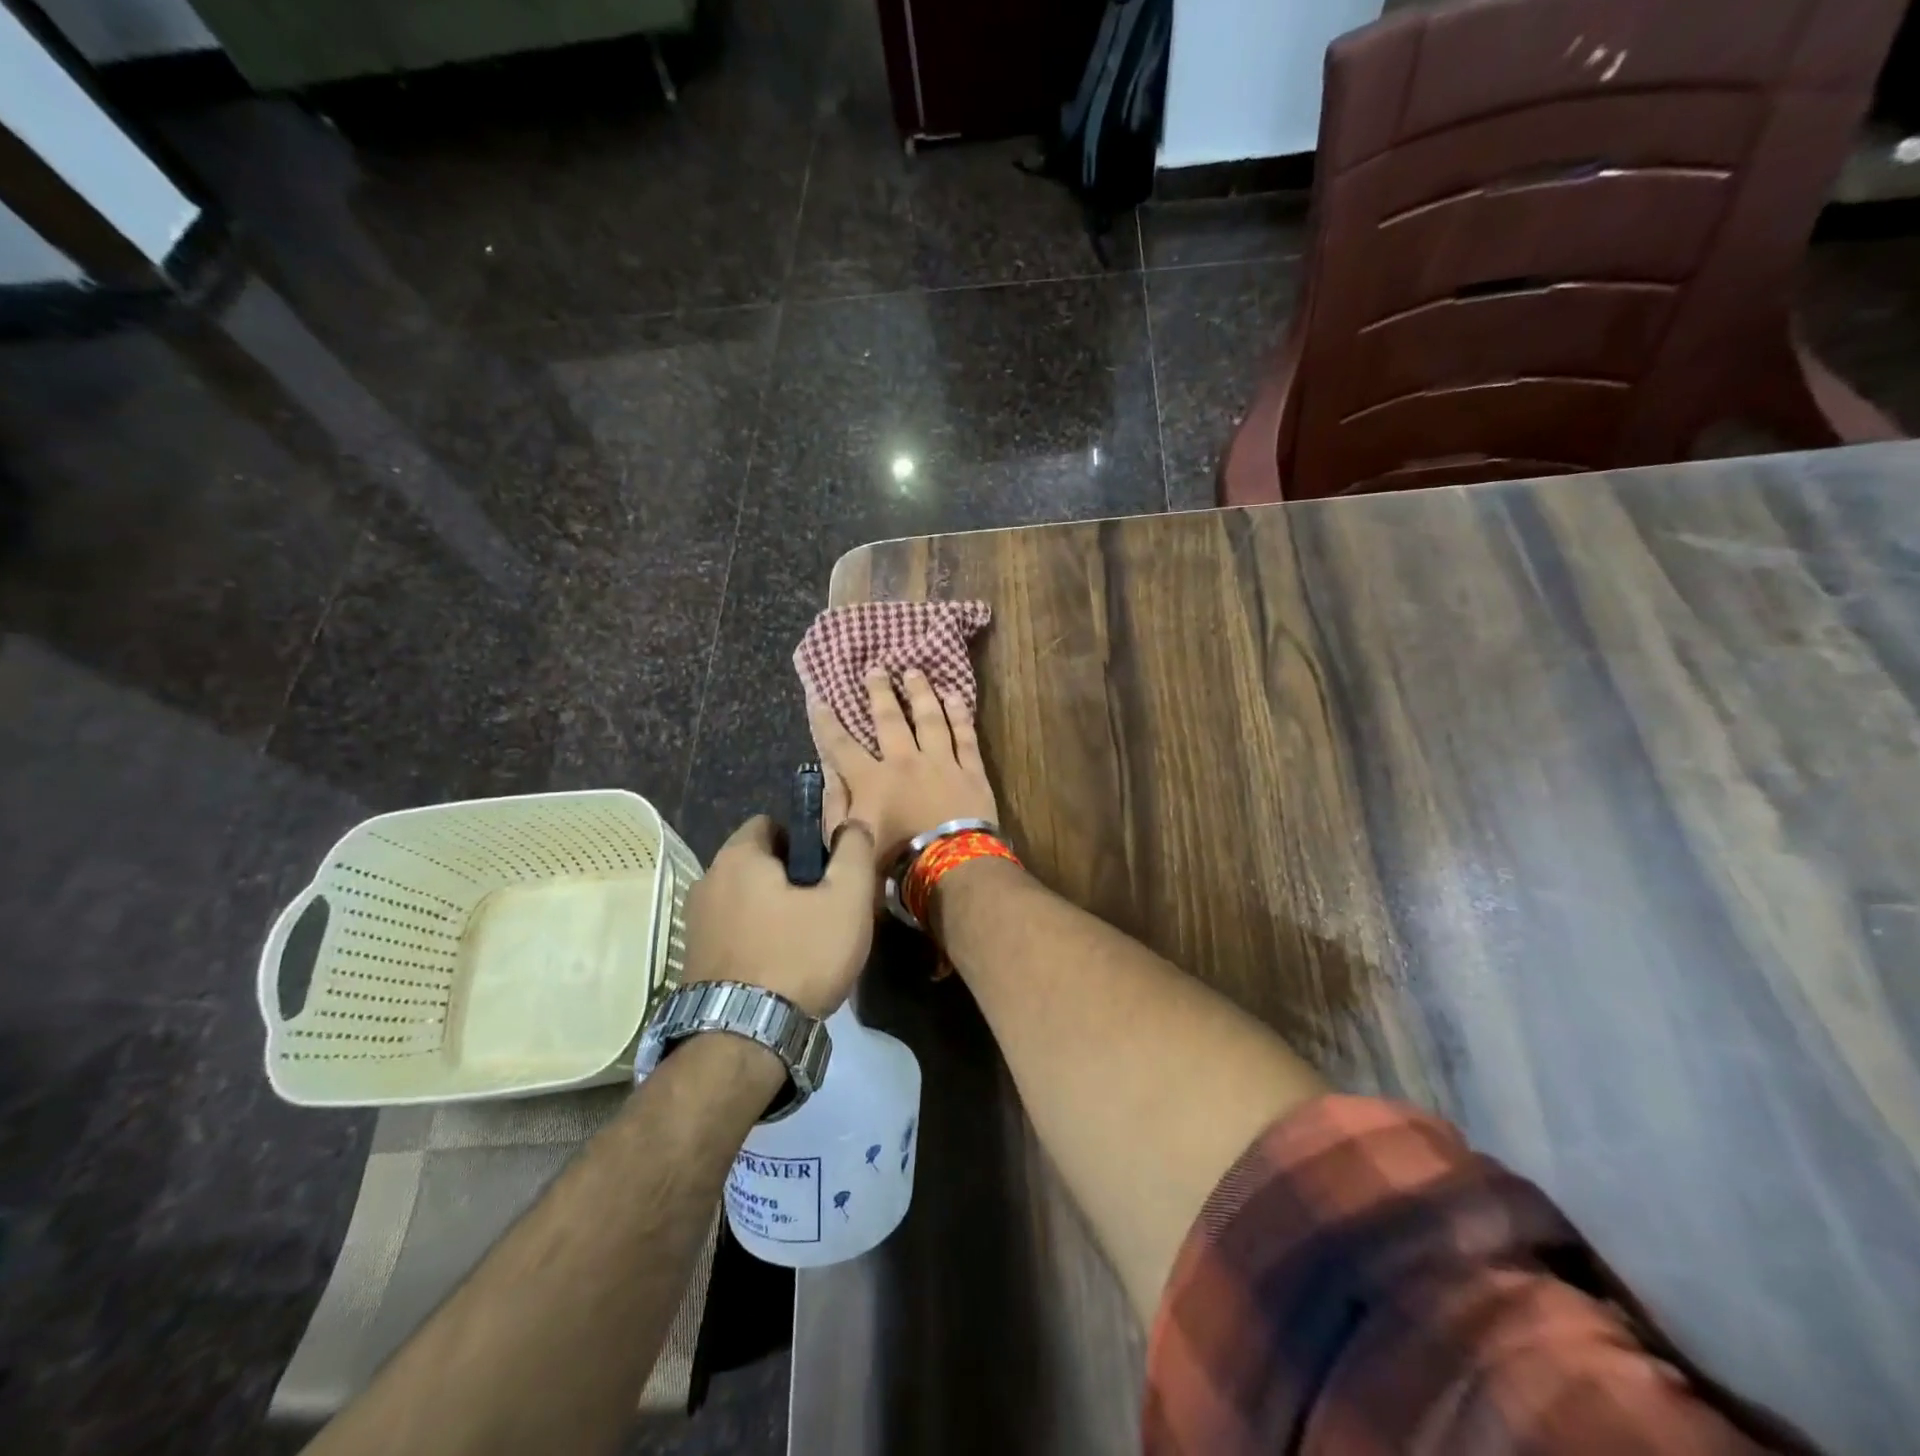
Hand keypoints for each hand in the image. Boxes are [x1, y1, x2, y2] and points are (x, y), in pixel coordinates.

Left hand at [682, 816, 877, 1017]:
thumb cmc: (800, 955)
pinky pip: (732, 933)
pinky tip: (779, 969)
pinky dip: (754, 940)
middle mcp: (707, 881)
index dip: (804, 840)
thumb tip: (852, 824)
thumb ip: (854, 850)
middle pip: (757, 864)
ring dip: (771, 911)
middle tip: (823, 908)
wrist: (743, 1039)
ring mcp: (694, 923)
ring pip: (744, 901)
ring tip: (804, 943)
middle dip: (789, 878)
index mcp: (738, 857)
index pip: (771, 823)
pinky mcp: (692, 960)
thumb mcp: (847, 898)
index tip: (827, 871)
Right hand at [808, 666, 999, 863]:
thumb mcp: (851, 843)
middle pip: (889, 720)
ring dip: (920, 693)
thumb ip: (836, 807)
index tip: (819, 699)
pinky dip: (959, 715)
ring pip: (930, 719)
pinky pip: (965, 736)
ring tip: (914, 672)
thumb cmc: (895, 864)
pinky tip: (954, 697)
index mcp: (871, 781)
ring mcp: (941, 763)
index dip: (827, 723)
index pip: (841, 746)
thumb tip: (829, 773)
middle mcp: (905, 762)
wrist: (951, 870)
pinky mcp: (971, 771)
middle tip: (875, 669)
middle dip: (879, 692)